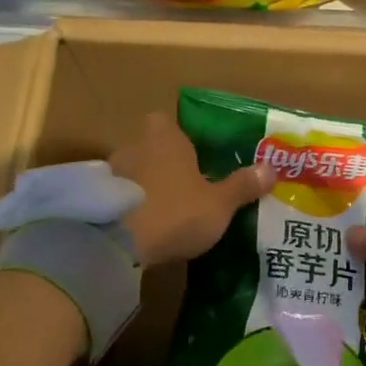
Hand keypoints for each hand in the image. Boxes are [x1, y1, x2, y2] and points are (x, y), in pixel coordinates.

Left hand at [109, 113, 273, 267]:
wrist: (117, 244)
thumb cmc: (176, 212)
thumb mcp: (219, 203)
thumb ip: (242, 185)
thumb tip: (271, 168)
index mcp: (165, 138)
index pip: (165, 122)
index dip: (177, 137)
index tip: (192, 156)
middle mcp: (134, 145)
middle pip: (148, 146)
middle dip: (162, 163)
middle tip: (182, 187)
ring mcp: (110, 172)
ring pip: (131, 171)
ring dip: (142, 186)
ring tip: (161, 212)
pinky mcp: (95, 200)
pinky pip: (116, 197)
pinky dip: (126, 207)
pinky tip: (139, 228)